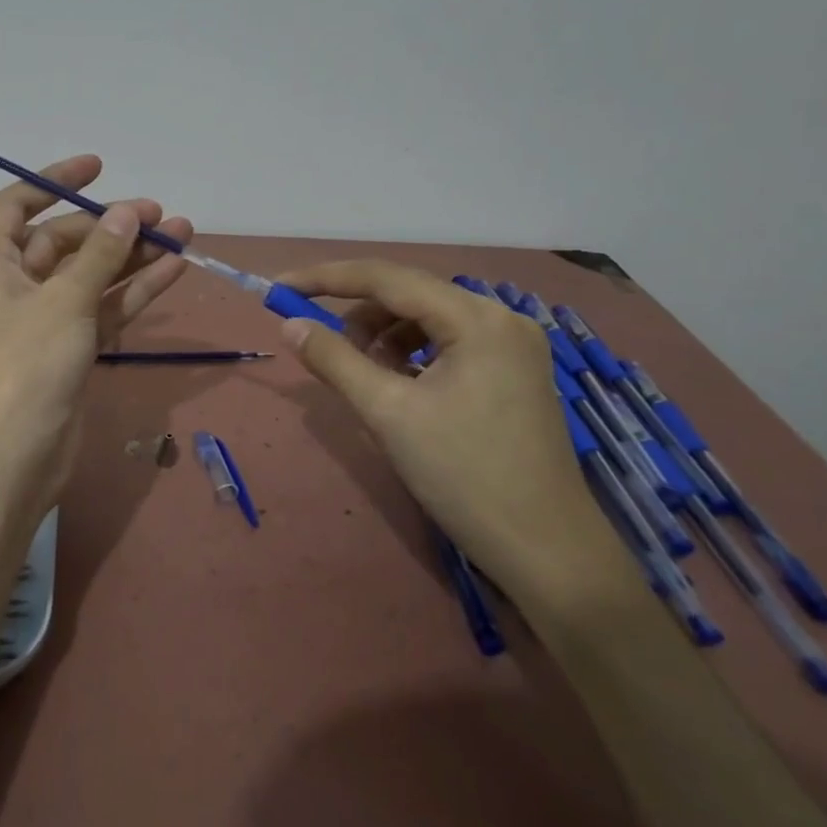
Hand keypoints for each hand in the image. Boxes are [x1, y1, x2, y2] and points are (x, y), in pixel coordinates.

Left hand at [0, 155, 190, 526]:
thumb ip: (100, 254)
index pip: (18, 205)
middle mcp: (13, 285)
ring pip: (92, 276)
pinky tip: (173, 269)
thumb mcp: (64, 302)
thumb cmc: (24, 367)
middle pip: (64, 241)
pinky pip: (103, 310)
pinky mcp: (69, 351)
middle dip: (112, 226)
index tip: (100, 167)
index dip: (55, 181)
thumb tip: (127, 211)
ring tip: (183, 233)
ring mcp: (43, 320)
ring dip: (133, 256)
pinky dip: (134, 292)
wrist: (10, 461)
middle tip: (162, 215)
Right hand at [275, 260, 635, 607]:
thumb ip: (334, 360)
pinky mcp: (514, 372)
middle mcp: (501, 317)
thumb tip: (290, 325)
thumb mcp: (387, 413)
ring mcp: (513, 345)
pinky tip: (399, 389)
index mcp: (476, 318)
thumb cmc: (463, 475)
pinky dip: (412, 357)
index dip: (325, 279)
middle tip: (324, 351)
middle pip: (409, 296)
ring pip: (427, 320)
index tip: (280, 288)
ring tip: (365, 380)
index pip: (386, 278)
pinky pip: (448, 344)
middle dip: (358, 317)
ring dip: (384, 339)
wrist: (546, 549)